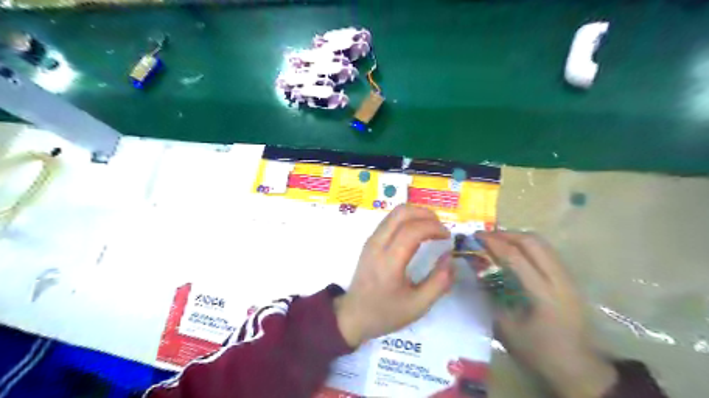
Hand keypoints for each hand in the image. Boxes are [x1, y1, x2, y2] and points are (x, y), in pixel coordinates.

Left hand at [336, 205, 456, 347]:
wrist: (353, 315)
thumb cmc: (386, 313)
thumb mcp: (418, 306)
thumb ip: (439, 282)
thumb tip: (450, 257)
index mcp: (389, 261)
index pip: (412, 230)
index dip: (434, 227)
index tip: (448, 237)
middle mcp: (378, 244)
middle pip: (402, 212)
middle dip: (426, 214)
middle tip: (441, 228)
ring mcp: (371, 240)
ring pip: (395, 213)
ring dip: (416, 214)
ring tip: (431, 228)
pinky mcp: (370, 241)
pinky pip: (390, 220)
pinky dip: (407, 219)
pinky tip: (416, 233)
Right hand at [476, 232, 614, 396]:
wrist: (580, 370)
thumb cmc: (540, 352)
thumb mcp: (507, 328)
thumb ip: (490, 297)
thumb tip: (476, 271)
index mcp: (543, 294)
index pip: (515, 257)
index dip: (493, 243)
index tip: (475, 236)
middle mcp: (559, 280)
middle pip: (533, 242)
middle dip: (506, 234)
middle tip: (486, 236)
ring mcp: (568, 278)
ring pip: (543, 244)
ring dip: (518, 237)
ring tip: (498, 241)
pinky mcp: (569, 280)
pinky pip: (547, 252)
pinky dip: (528, 246)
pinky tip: (515, 253)